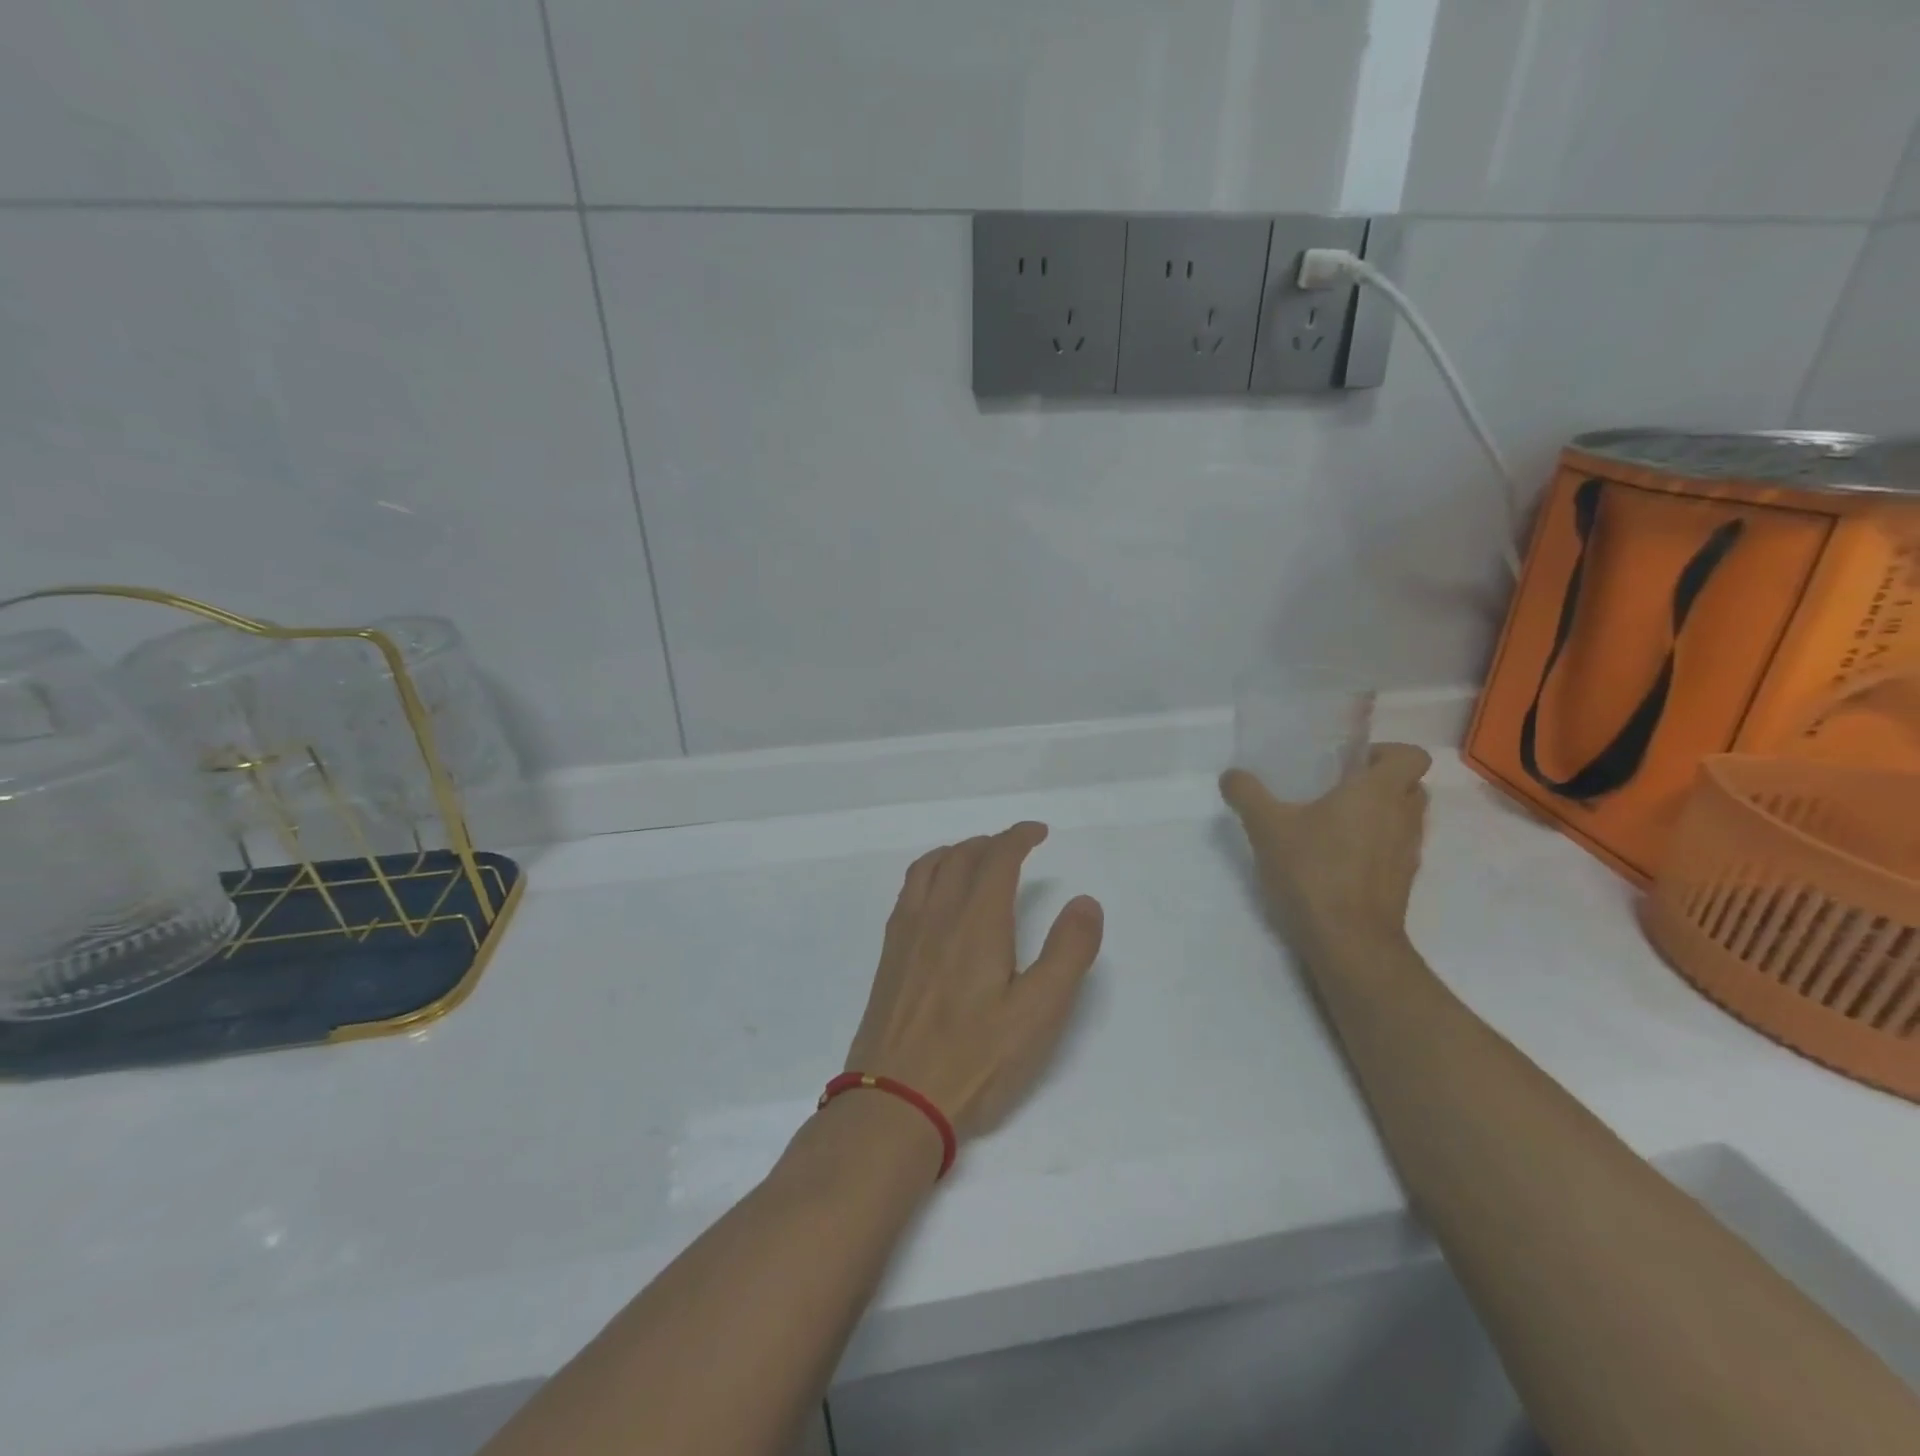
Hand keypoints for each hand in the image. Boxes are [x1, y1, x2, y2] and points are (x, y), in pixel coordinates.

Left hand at [844, 822, 1103, 1142]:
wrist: (896, 1101)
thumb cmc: (975, 1060)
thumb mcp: (1040, 1012)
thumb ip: (1068, 952)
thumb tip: (1084, 901)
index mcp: (976, 921)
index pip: (998, 858)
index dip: (1019, 837)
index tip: (1039, 832)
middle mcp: (937, 914)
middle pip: (962, 855)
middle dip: (992, 842)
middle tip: (1016, 847)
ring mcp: (907, 933)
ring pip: (929, 867)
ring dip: (957, 851)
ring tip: (975, 858)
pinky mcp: (889, 955)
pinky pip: (909, 890)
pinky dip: (929, 872)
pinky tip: (936, 897)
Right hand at [1220, 744, 1430, 956]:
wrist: (1348, 942)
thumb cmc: (1313, 871)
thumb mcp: (1266, 827)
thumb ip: (1247, 794)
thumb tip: (1231, 775)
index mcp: (1379, 792)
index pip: (1411, 755)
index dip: (1386, 752)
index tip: (1350, 762)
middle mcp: (1403, 817)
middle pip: (1410, 786)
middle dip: (1381, 782)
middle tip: (1339, 789)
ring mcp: (1408, 853)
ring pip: (1404, 820)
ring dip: (1379, 816)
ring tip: (1333, 825)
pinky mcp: (1402, 883)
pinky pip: (1395, 850)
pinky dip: (1375, 847)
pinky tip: (1336, 860)